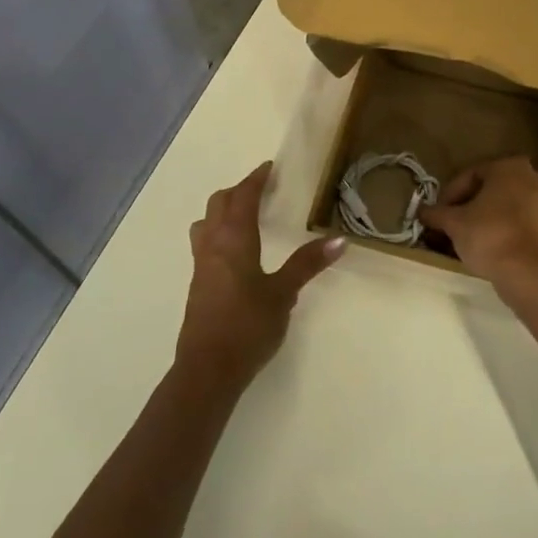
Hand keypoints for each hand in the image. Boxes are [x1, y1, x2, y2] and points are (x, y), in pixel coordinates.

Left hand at [176, 162, 342, 389]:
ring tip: (244, 214)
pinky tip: (235, 250)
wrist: (207, 370)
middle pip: (219, 204)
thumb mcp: (283, 293)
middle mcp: (213, 245)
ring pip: (207, 222)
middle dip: (238, 191)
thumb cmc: (247, 326)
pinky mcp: (198, 284)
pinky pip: (205, 242)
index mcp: (234, 239)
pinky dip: (219, 231)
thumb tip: (339, 240)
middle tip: (260, 188)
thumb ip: (307, 264)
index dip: (256, 180)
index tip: (269, 168)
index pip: (243, 197)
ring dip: (223, 210)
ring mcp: (201, 265)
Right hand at [417, 156, 537, 290]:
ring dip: (485, 217)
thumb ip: (436, 213)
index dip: (450, 194)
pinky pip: (519, 221)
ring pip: (505, 205)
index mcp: (509, 166)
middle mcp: (532, 177)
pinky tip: (487, 246)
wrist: (530, 273)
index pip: (470, 175)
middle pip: (490, 189)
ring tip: (466, 238)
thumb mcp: (454, 223)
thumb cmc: (489, 235)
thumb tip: (422, 211)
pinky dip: (503, 229)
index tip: (437, 214)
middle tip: (450, 224)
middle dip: (468, 206)